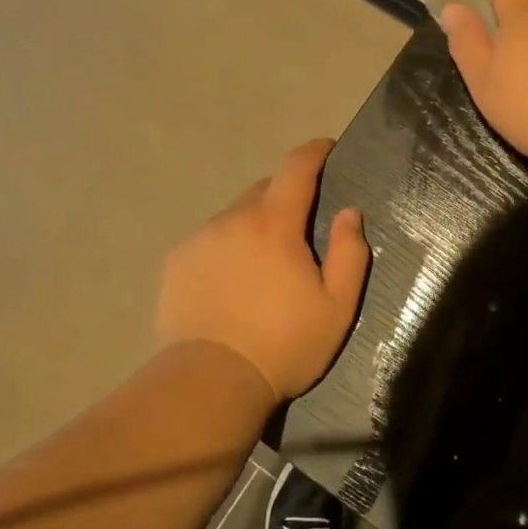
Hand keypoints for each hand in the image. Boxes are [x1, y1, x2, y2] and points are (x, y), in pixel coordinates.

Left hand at [156, 138, 371, 400]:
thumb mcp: (337, 306)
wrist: (211, 380)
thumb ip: (350, 253)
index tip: (326, 148)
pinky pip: (209, 241)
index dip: (314, 152)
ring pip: (233, 216)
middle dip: (284, 197)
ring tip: (261, 266)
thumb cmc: (284, 344)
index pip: (296, 167)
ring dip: (253, 226)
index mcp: (275, 224)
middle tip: (298, 231)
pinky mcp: (177, 263)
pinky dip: (225, 248)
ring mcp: (199, 239)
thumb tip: (350, 213)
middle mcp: (233, 219)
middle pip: (263, 191)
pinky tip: (230, 283)